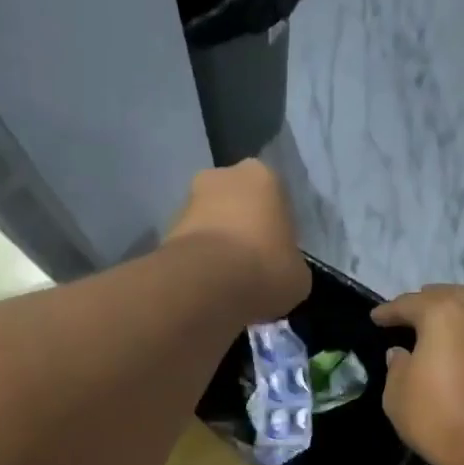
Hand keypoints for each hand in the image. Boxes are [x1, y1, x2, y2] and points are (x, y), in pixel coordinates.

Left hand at [164, 161, 310, 322]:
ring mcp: (188, 200)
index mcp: (263, 177)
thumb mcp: (298, 276)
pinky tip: (208, 288)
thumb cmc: (265, 270)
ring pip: (211, 224)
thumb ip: (291, 265)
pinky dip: (199, 263)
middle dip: (243, 231)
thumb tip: (282, 272)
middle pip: (238, 205)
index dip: (278, 231)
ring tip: (228, 284)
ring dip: (218, 247)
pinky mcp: (165, 229)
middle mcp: (222, 176)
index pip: (276, 200)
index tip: (277, 258)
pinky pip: (192, 246)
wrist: (206, 285)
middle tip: (252, 269)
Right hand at [372, 285, 463, 464]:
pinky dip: (461, 329)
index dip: (389, 311)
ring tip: (429, 326)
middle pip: (445, 296)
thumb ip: (397, 365)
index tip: (375, 318)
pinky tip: (449, 344)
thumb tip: (402, 354)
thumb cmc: (433, 413)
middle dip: (423, 302)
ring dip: (448, 312)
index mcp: (442, 313)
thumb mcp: (397, 391)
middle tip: (405, 314)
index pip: (409, 304)